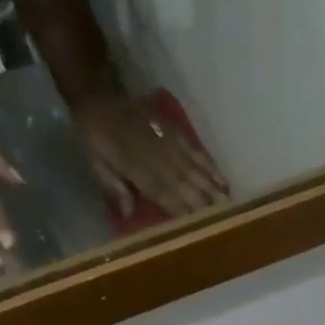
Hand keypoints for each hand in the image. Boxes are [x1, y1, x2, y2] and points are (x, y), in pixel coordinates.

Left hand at [72, 91, 229, 218]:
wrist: (98, 96)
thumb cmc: (95, 138)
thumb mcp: (96, 163)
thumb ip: (114, 186)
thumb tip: (128, 213)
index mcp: (135, 167)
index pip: (164, 194)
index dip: (181, 211)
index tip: (198, 228)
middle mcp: (156, 156)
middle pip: (185, 184)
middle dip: (205, 204)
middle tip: (225, 223)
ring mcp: (168, 142)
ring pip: (195, 170)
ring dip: (213, 189)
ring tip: (230, 207)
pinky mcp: (174, 132)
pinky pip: (197, 152)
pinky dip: (211, 167)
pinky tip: (223, 181)